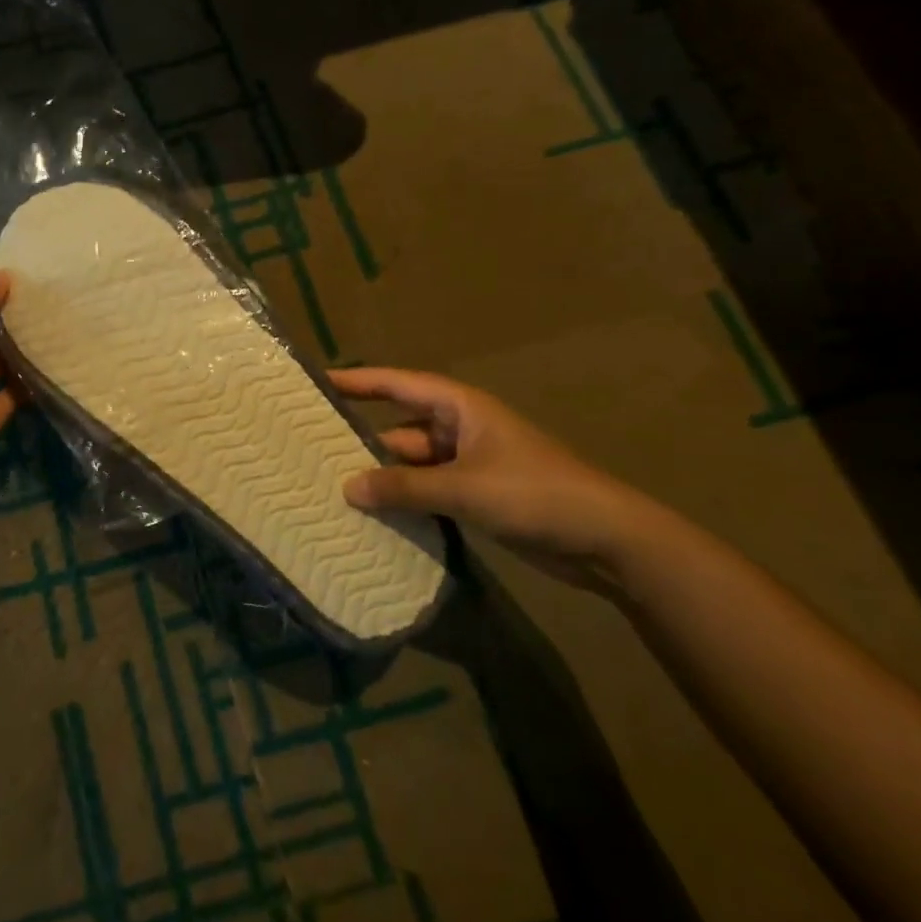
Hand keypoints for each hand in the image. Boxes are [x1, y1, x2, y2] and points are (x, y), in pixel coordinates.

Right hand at [331, 367, 657, 594]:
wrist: (606, 539)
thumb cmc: (534, 494)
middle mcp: (461, 428)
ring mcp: (470, 463)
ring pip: (413, 462)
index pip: (398, 385)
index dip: (359, 382)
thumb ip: (403, 487)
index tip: (318, 382)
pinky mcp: (478, 494)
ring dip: (385, 475)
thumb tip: (347, 488)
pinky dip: (405, 498)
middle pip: (400, 426)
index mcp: (461, 407)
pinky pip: (428, 488)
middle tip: (314, 447)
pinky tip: (376, 514)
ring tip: (335, 485)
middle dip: (364, 438)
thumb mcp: (463, 488)